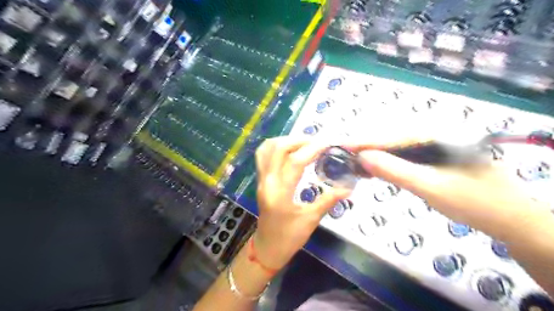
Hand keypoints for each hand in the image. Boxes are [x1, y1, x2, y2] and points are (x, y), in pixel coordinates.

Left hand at [253, 136, 349, 269]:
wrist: (267, 248)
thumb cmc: (289, 238)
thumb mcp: (311, 220)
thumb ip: (328, 200)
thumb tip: (348, 186)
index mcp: (280, 193)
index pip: (295, 162)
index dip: (313, 149)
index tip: (329, 143)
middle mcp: (267, 181)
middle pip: (278, 148)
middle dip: (299, 140)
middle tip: (317, 143)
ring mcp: (261, 179)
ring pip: (267, 148)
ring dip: (286, 141)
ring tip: (304, 144)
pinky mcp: (260, 180)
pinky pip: (263, 155)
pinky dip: (276, 146)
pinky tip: (289, 150)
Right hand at [347, 140, 550, 241]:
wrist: (511, 218)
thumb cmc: (475, 202)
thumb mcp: (430, 187)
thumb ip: (394, 170)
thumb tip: (361, 157)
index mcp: (437, 134)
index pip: (390, 136)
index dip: (363, 142)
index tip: (339, 146)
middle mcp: (434, 133)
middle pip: (391, 137)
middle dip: (365, 146)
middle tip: (343, 155)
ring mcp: (434, 143)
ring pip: (395, 146)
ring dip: (374, 154)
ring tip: (353, 163)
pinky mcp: (433, 155)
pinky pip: (403, 155)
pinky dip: (386, 162)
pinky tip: (374, 168)